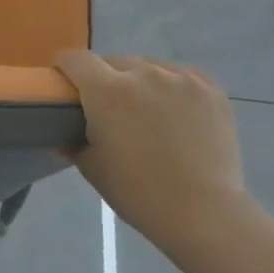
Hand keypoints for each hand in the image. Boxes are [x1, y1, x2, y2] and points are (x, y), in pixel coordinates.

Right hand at [54, 51, 250, 250]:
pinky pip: (182, 76)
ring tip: (148, 111)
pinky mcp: (209, 88)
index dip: (65, 68)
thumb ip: (73, 143)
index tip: (67, 86)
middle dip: (105, 79)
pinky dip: (173, 87)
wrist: (204, 213)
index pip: (76, 59)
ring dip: (140, 82)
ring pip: (149, 67)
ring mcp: (180, 78)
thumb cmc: (139, 193)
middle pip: (113, 62)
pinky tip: (177, 112)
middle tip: (110, 109)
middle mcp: (142, 73)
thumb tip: (64, 135)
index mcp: (106, 91)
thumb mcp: (92, 169)